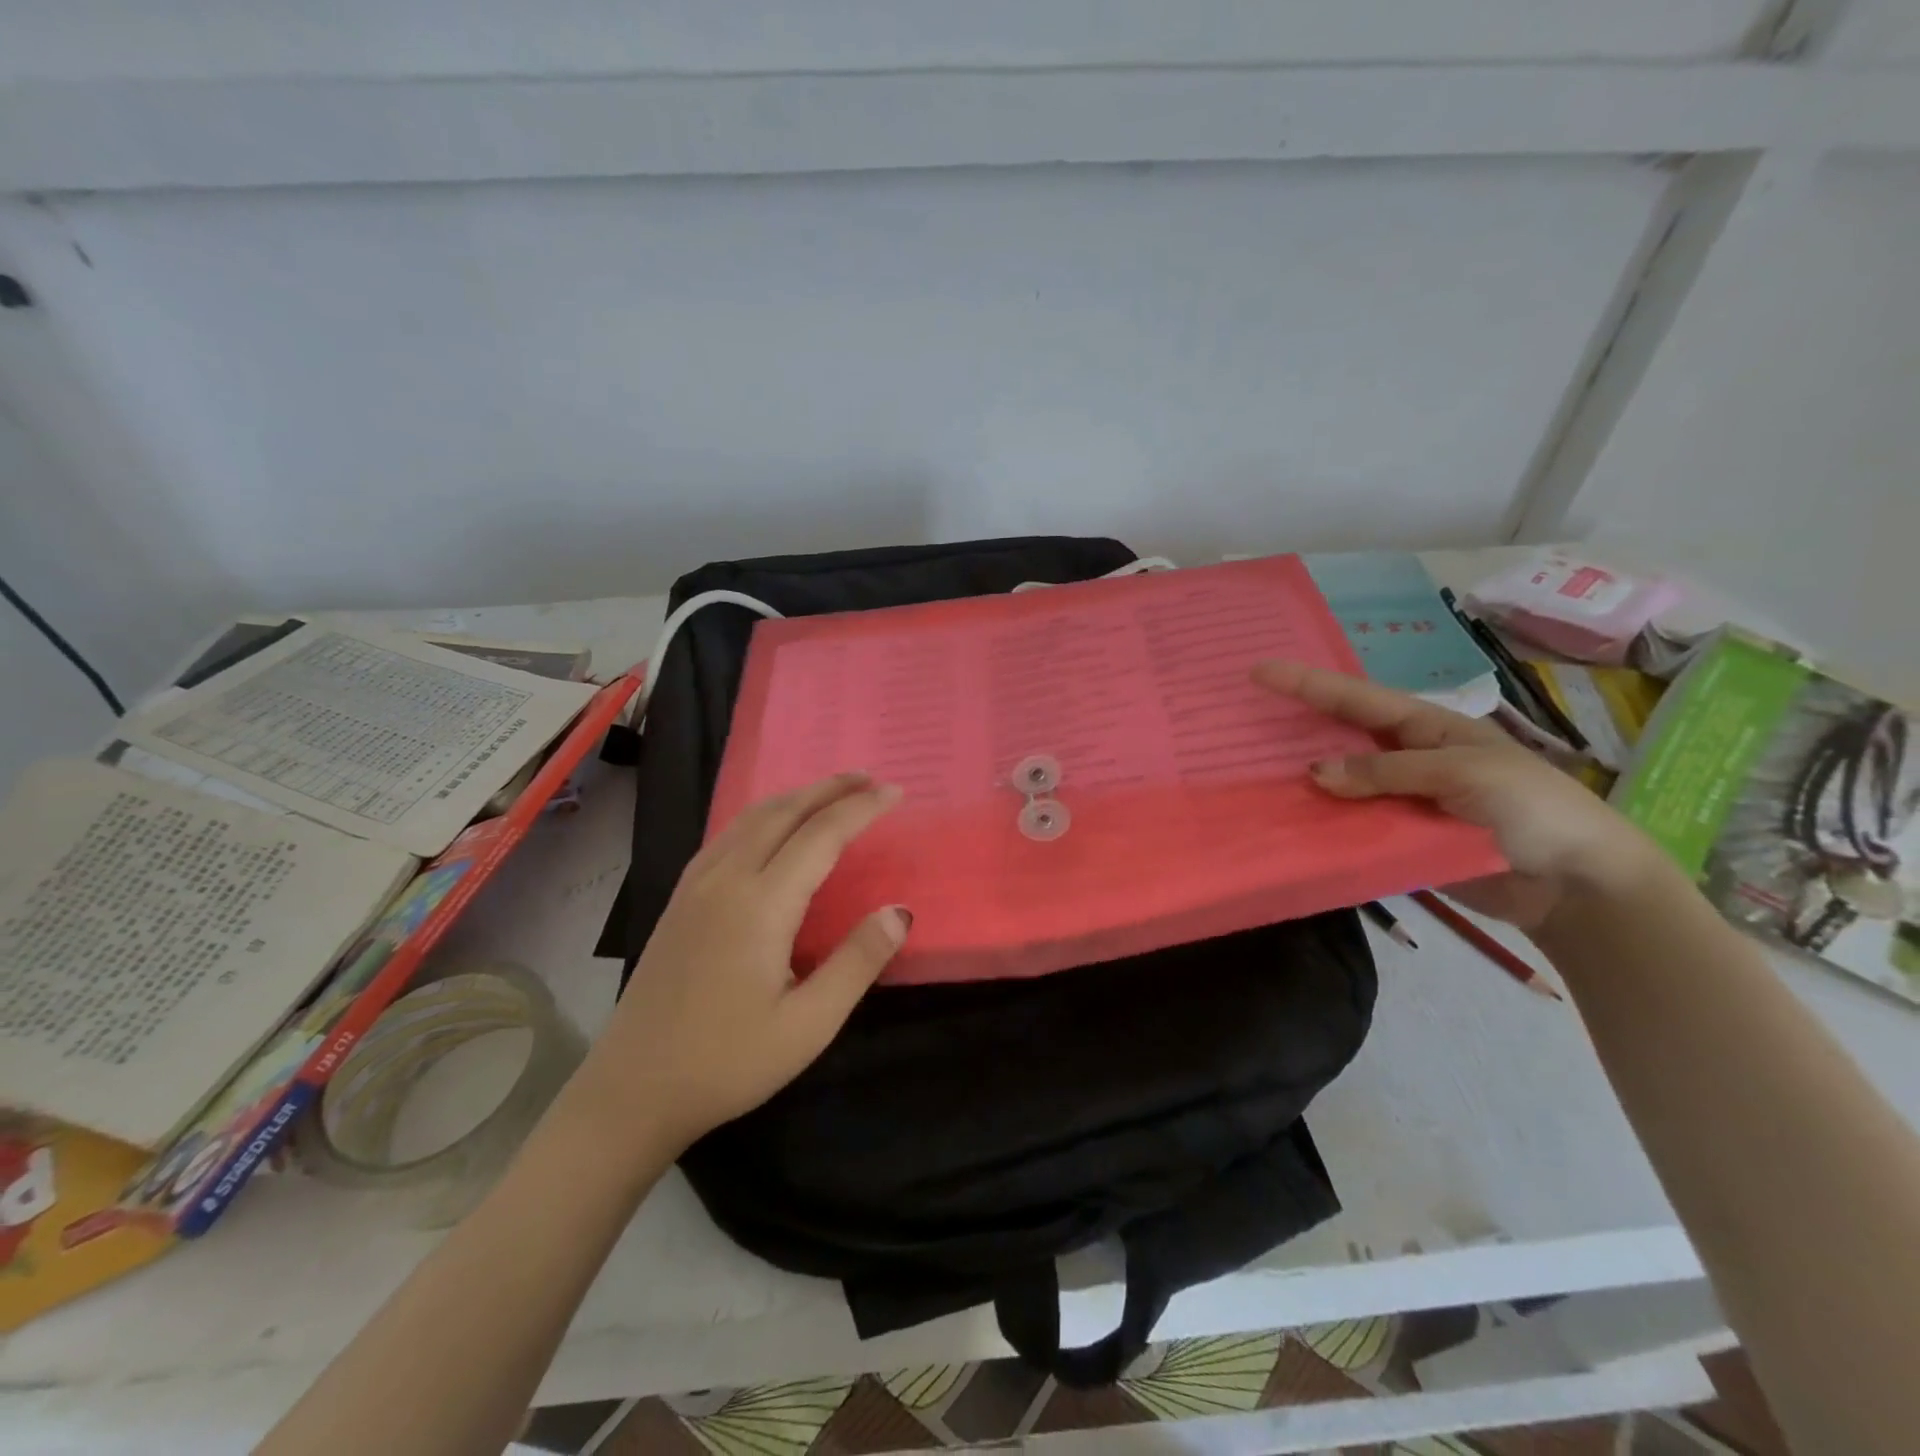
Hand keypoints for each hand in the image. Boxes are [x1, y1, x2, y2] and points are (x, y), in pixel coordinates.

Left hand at [574, 772, 909, 1153]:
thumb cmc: (726, 1063)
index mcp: (760, 905)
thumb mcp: (808, 1025)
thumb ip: (857, 962)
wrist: (631, 1091)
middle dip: (829, 788)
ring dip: (795, 796)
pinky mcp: (679, 900)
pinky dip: (763, 815)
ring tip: (830, 793)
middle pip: (783, 812)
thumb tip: (899, 911)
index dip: (861, 808)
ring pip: (750, 818)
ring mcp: (695, 886)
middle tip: (870, 778)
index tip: (896, 792)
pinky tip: (772, 828)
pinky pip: (727, 835)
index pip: (821, 835)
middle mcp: (725, 880)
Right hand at [1253, 661, 1666, 930]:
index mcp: (1428, 728)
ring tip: (1251, 776)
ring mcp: (1400, 800)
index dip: (1308, 683)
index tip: (1259, 672)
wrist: (1577, 887)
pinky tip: (1287, 823)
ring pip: (1340, 785)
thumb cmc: (1533, 810)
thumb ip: (1388, 771)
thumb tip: (1315, 773)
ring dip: (1302, 782)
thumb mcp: (1464, 775)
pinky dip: (1321, 824)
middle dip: (1295, 726)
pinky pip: (1350, 826)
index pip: (1358, 698)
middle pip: (1340, 736)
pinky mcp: (1398, 839)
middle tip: (1243, 722)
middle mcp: (1407, 758)